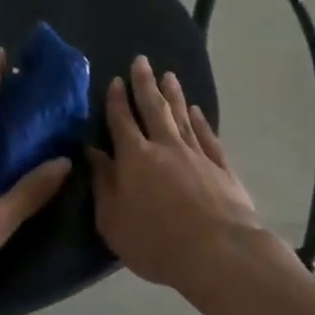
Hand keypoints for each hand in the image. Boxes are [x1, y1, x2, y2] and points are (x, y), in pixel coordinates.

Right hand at [88, 56, 264, 288]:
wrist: (219, 253)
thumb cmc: (156, 242)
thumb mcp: (112, 220)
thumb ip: (103, 183)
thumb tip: (92, 153)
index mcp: (135, 157)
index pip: (122, 121)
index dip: (116, 100)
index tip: (115, 80)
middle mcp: (165, 146)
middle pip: (153, 108)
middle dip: (145, 83)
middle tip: (141, 61)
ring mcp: (197, 155)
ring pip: (183, 116)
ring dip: (174, 95)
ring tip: (169, 75)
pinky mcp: (222, 168)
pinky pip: (208, 136)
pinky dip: (201, 121)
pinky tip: (198, 111)